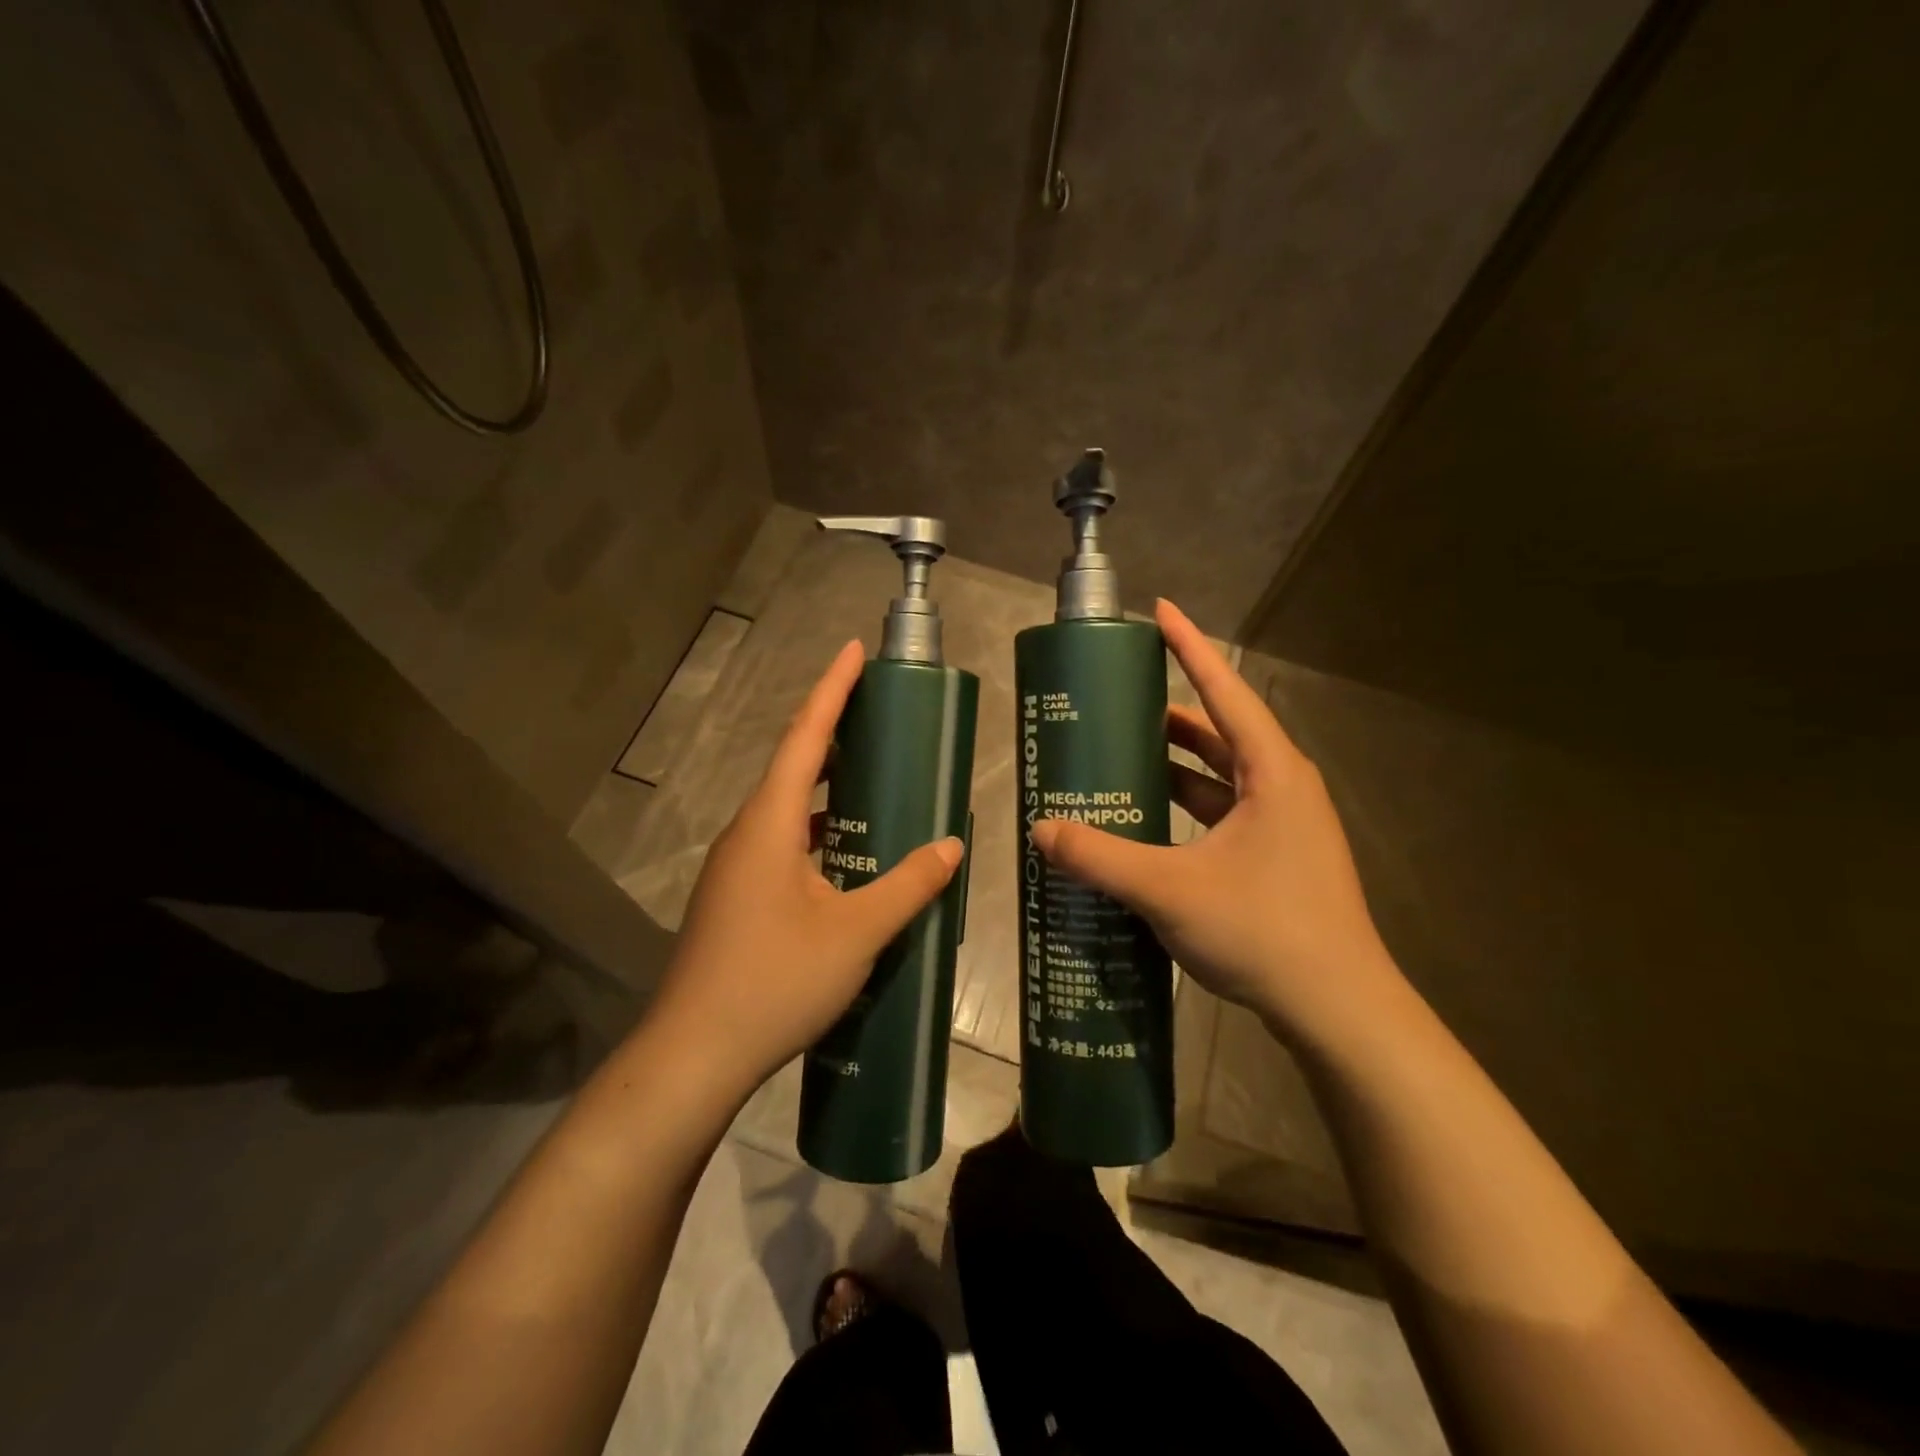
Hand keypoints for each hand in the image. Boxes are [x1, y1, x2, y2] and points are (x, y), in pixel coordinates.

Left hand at [647, 641, 964, 1101]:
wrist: (694, 1054)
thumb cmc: (774, 982)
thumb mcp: (855, 934)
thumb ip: (907, 886)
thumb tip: (951, 847)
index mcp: (769, 824)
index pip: (804, 738)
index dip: (831, 690)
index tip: (853, 650)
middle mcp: (747, 834)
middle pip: (793, 766)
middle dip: (834, 733)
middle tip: (881, 716)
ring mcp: (736, 868)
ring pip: (788, 810)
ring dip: (828, 789)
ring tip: (876, 782)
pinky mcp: (736, 898)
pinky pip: (783, 844)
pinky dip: (819, 833)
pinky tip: (849, 857)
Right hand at [1029, 601, 1400, 1045]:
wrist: (1338, 1010)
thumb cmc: (1265, 931)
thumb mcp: (1170, 889)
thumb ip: (1100, 858)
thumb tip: (1040, 832)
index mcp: (1272, 772)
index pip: (1224, 691)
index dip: (1189, 647)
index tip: (1160, 610)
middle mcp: (1281, 787)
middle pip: (1219, 732)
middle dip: (1169, 713)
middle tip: (1116, 701)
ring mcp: (1282, 826)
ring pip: (1219, 778)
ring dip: (1174, 765)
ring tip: (1120, 756)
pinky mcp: (1275, 859)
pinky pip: (1221, 815)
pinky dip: (1183, 808)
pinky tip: (1145, 822)